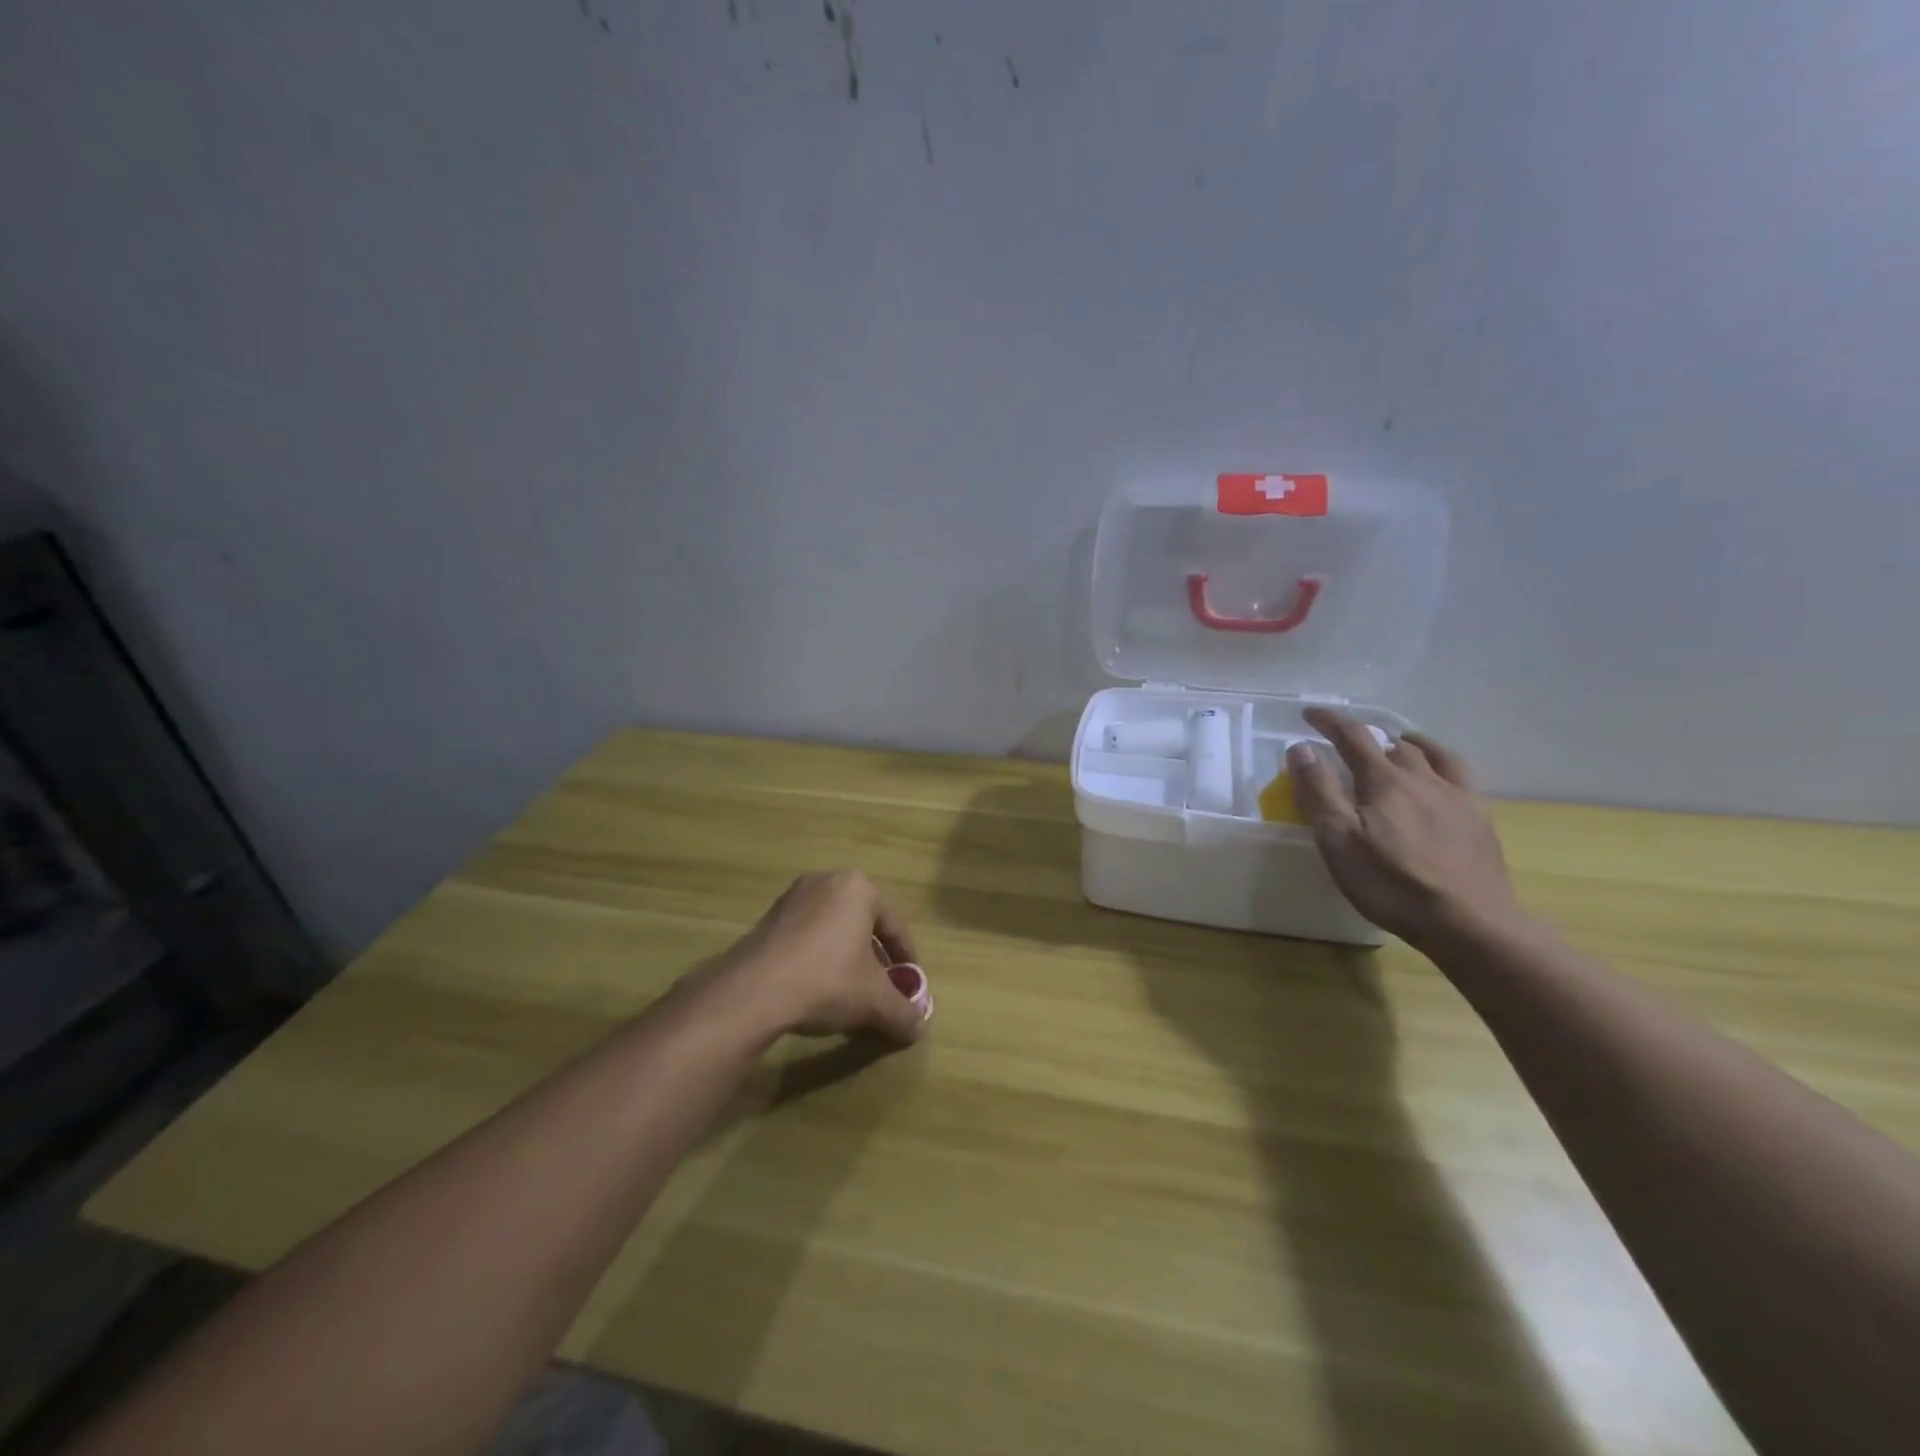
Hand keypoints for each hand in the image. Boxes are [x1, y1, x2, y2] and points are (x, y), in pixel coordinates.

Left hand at [713, 870, 928, 1043]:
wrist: (754, 991)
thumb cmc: (828, 981)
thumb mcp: (875, 1001)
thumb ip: (903, 1013)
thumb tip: (919, 1027)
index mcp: (859, 888)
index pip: (895, 926)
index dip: (906, 961)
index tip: (909, 987)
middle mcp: (826, 881)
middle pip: (862, 925)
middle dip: (874, 958)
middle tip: (880, 989)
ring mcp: (792, 897)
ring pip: (832, 930)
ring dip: (844, 958)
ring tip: (848, 993)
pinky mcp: (767, 918)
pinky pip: (805, 937)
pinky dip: (817, 959)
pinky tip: (815, 989)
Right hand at [1287, 708, 1518, 948]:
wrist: (1469, 922)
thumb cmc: (1391, 883)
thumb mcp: (1339, 840)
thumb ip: (1319, 791)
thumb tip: (1301, 749)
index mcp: (1384, 782)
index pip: (1353, 737)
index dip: (1330, 721)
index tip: (1310, 713)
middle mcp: (1422, 779)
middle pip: (1392, 744)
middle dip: (1366, 735)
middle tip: (1349, 741)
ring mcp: (1456, 797)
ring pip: (1431, 755)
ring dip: (1408, 744)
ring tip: (1398, 744)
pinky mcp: (1479, 819)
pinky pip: (1460, 776)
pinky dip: (1442, 764)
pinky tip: (1440, 780)